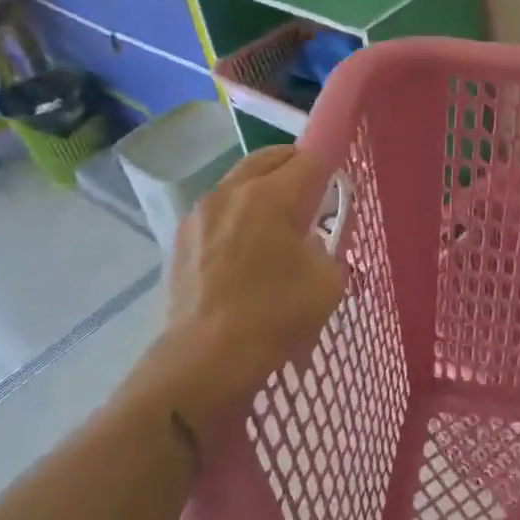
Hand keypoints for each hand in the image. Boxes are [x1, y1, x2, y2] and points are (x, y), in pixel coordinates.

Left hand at [132, 146, 344, 429]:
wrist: (204, 361)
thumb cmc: (274, 315)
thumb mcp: (328, 280)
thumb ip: (329, 245)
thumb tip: (314, 237)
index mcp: (270, 195)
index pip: (310, 159)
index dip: (330, 165)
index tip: (338, 183)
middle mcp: (231, 191)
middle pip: (268, 158)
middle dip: (294, 166)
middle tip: (312, 192)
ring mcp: (200, 213)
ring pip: (239, 180)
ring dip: (263, 187)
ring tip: (277, 221)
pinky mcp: (181, 239)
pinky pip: (218, 209)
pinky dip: (237, 213)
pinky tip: (245, 247)